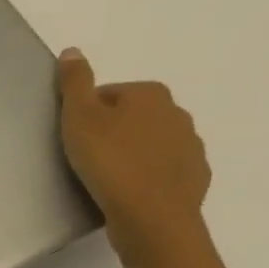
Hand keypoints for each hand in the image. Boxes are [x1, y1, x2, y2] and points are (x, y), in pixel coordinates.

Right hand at [57, 49, 210, 253]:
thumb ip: (75, 82)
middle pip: (133, 116)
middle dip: (113, 131)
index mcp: (150, 94)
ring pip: (152, 143)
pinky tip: (130, 192)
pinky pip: (165, 170)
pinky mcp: (195, 177)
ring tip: (108, 178)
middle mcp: (178, 113)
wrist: (151, 216)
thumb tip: (73, 51)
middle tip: (88, 157)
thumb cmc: (109, 162)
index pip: (109, 94)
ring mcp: (191, 146)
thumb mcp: (79, 117)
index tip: (75, 137)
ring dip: (133, 153)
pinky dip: (148, 176)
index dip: (87, 114)